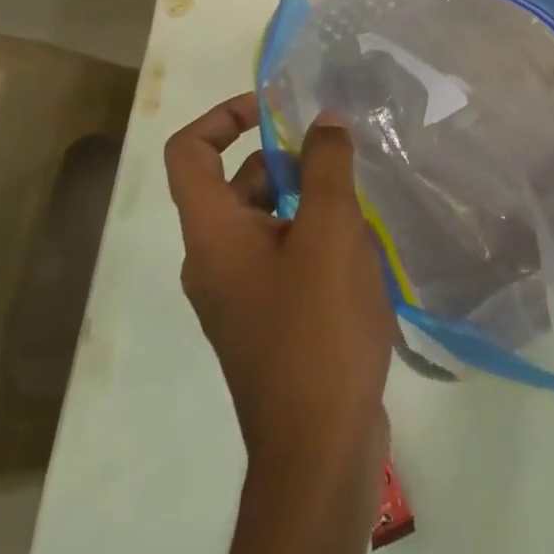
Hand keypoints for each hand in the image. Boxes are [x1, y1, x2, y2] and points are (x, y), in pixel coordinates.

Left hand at [165, 93, 394, 502]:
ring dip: (308, 198)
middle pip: (237, 184)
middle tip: (344, 155)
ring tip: (363, 200)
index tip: (279, 107)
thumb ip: (326, 167)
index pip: (190, 152)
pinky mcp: (270, 322)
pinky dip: (315, 236)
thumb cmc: (318, 329)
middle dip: (288, 158)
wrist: (319, 446)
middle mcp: (215, 262)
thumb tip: (324, 120)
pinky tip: (362, 248)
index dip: (225, 116)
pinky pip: (285, 256)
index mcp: (212, 236)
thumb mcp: (329, 233)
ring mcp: (241, 296)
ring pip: (267, 221)